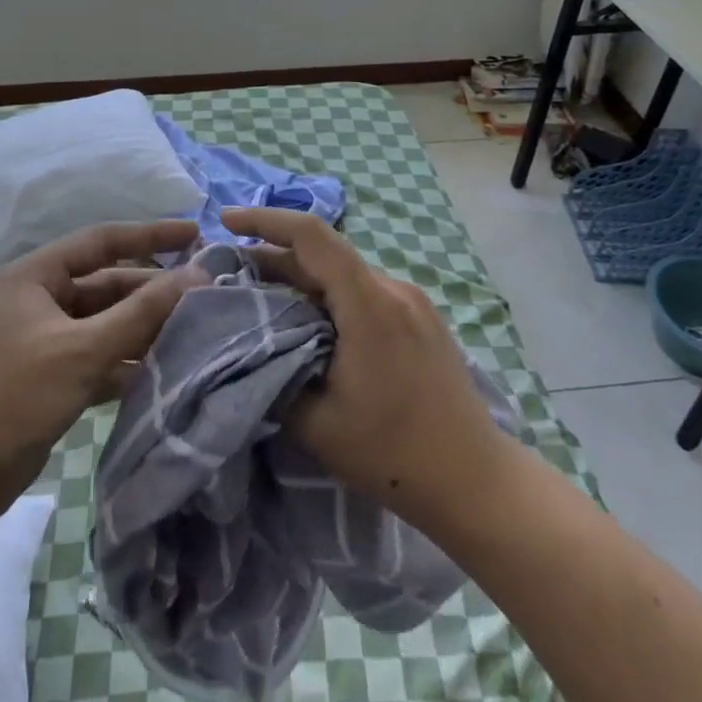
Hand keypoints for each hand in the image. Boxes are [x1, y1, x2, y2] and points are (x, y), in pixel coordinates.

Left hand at [0, 218, 201, 533]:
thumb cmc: (11, 398)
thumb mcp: (81, 350)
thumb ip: (141, 313)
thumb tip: (196, 275)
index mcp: (36, 276)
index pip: (102, 241)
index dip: (151, 235)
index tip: (196, 233)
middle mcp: (40, 300)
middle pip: (108, 285)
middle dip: (152, 291)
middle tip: (206, 295)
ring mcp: (44, 341)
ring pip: (105, 324)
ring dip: (144, 328)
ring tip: (196, 331)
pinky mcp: (49, 378)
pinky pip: (98, 357)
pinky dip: (126, 361)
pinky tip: (164, 370)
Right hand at [223, 207, 508, 529]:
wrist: (476, 480)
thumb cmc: (392, 453)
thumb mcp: (316, 424)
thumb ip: (274, 375)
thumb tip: (248, 344)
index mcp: (369, 304)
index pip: (311, 236)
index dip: (264, 220)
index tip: (225, 221)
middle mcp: (393, 289)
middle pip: (324, 254)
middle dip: (273, 255)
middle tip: (230, 270)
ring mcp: (412, 301)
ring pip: (343, 273)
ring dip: (301, 277)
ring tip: (262, 296)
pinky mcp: (422, 318)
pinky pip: (364, 290)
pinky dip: (328, 294)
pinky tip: (309, 321)